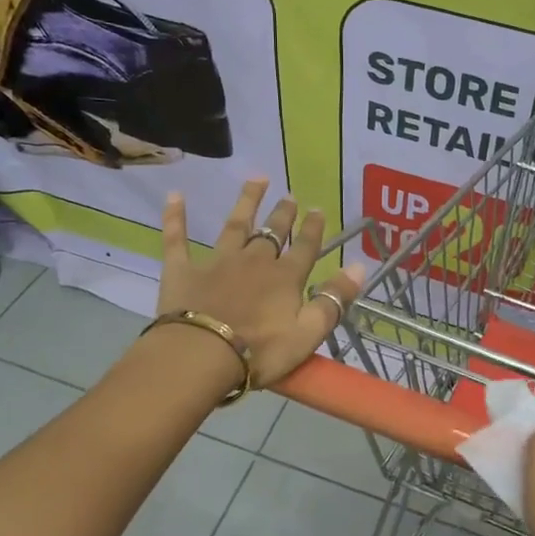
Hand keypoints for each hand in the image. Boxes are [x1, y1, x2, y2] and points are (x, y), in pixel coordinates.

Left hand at [158, 179, 365, 387]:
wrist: (200, 355)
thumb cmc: (259, 351)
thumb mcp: (308, 333)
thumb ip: (334, 300)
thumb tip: (360, 266)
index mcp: (285, 278)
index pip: (305, 248)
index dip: (313, 229)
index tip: (318, 209)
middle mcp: (254, 261)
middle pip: (272, 233)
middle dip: (283, 214)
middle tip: (290, 195)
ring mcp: (217, 262)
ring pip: (235, 225)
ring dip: (247, 201)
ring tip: (256, 179)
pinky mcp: (183, 269)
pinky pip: (177, 238)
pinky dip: (176, 217)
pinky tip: (174, 195)